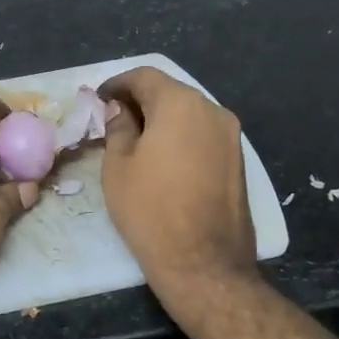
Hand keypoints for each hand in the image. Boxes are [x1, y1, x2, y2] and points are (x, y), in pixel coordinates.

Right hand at [98, 67, 257, 307]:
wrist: (203, 262)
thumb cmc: (150, 210)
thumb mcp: (118, 166)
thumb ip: (118, 127)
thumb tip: (120, 109)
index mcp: (180, 104)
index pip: (145, 77)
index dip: (118, 83)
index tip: (99, 98)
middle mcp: (212, 110)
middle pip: (171, 92)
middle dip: (141, 100)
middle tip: (114, 118)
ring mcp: (231, 136)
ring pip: (189, 113)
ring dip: (163, 119)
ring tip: (136, 140)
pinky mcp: (238, 160)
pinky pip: (203, 134)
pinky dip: (181, 136)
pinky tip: (163, 158)